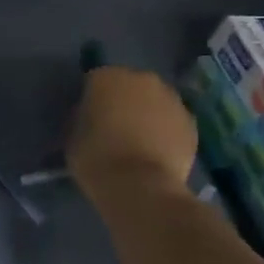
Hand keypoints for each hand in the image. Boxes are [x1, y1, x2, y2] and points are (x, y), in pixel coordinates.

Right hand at [64, 66, 199, 203]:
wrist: (140, 186)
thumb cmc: (96, 158)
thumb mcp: (72, 135)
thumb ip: (81, 117)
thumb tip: (90, 115)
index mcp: (108, 78)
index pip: (94, 81)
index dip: (90, 99)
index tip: (87, 118)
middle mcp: (143, 79)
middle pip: (129, 86)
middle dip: (122, 102)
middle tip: (113, 127)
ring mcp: (172, 99)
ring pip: (154, 102)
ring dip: (146, 114)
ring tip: (137, 141)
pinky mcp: (192, 122)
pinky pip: (171, 121)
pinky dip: (165, 131)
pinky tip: (155, 152)